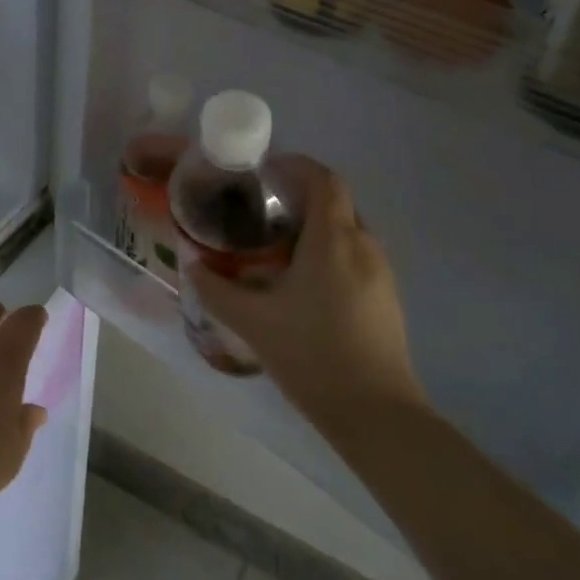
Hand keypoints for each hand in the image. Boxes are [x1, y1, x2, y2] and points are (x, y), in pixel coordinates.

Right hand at [186, 159, 426, 431]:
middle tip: (260, 210)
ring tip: (275, 246)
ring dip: (314, 226)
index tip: (263, 173)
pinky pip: (356, 255)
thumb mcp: (252, 320)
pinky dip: (329, 251)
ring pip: (346, 229)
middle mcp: (364, 245)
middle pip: (335, 201)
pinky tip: (302, 282)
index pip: (323, 179)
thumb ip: (216, 288)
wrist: (376, 414)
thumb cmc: (312, 354)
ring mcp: (382, 272)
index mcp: (334, 239)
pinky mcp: (387, 297)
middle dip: (299, 196)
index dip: (295, 166)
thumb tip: (192, 265)